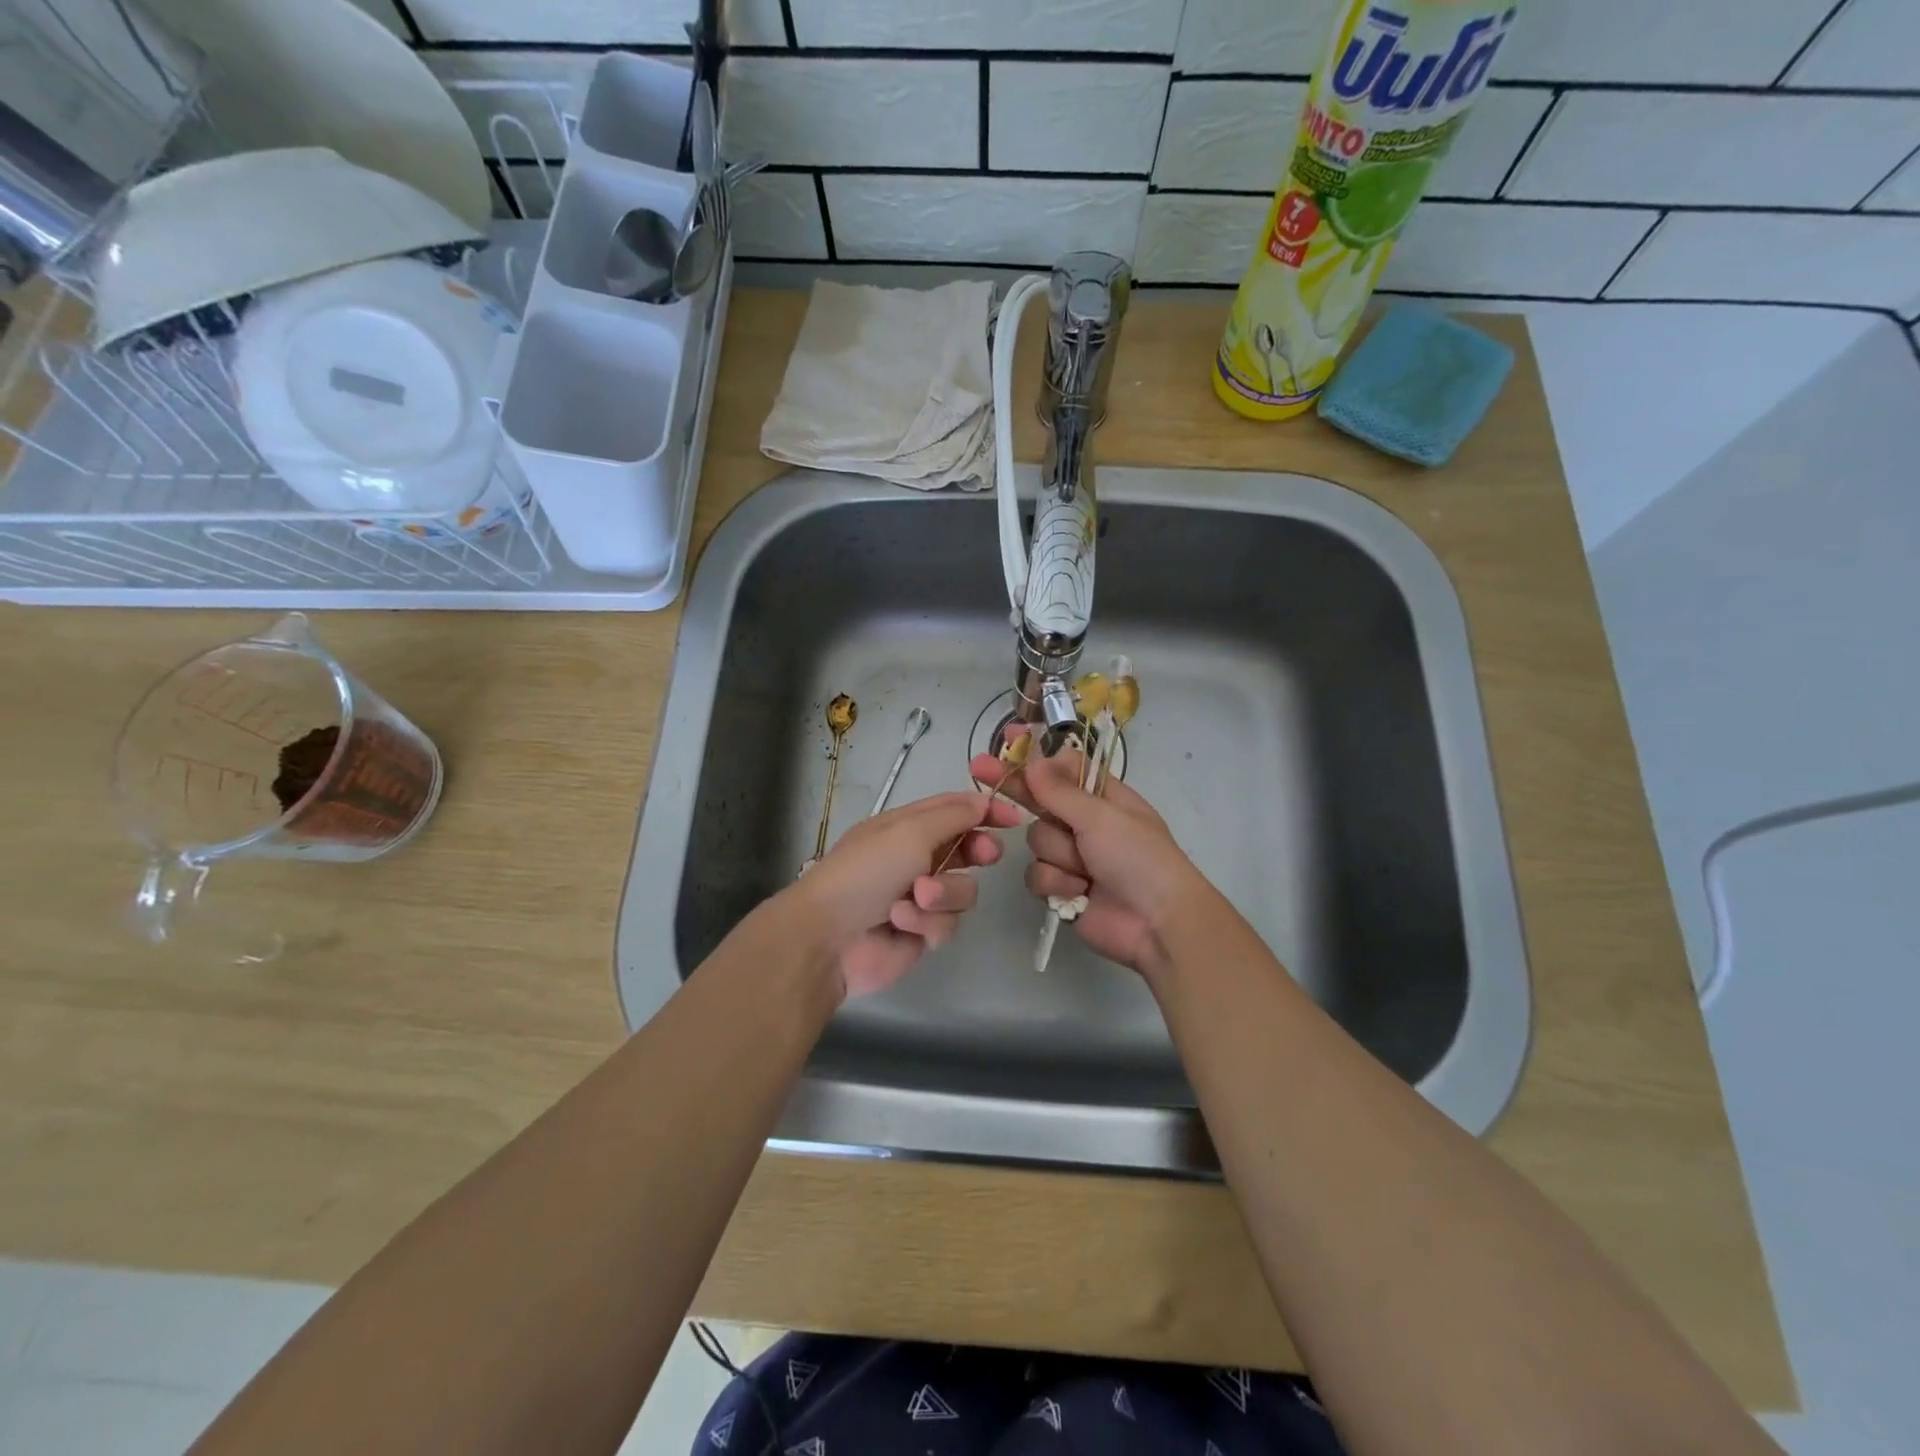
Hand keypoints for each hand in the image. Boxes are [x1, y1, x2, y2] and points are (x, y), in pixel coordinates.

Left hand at [786, 790, 1021, 998]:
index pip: (954, 809)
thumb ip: (953, 815)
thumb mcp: (909, 831)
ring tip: (916, 899)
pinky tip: (902, 925)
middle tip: (985, 855)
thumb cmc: (866, 872)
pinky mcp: (922, 932)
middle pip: (967, 849)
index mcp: (906, 826)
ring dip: (943, 894)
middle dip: (977, 852)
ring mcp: (919, 897)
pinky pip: (947, 924)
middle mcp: (915, 858)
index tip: (1015, 817)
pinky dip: (927, 923)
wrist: (829, 938)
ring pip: (963, 891)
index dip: (985, 809)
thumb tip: (983, 799)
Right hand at [970, 743, 1211, 979]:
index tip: (1006, 743)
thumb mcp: (1101, 816)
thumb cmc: (1138, 857)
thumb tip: (1033, 759)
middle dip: (1014, 788)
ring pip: (1036, 842)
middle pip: (1038, 801)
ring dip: (1058, 855)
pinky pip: (1037, 875)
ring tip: (1086, 869)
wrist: (1157, 923)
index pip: (1061, 769)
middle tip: (978, 767)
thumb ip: (1060, 790)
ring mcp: (1072, 857)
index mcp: (1102, 797)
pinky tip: (1079, 892)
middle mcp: (1084, 823)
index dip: (1034, 758)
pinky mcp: (1062, 888)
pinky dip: (1057, 884)